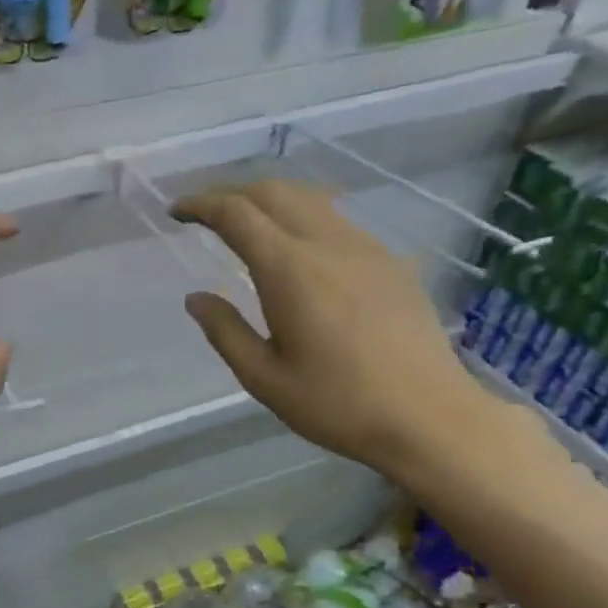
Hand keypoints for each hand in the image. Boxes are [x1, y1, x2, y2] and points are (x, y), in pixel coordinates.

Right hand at [173, 180, 535, 494]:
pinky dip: (304, 217)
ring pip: (310, 199)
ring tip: (249, 223)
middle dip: (233, 193)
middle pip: (274, 192)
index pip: (237, 214)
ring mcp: (366, 248)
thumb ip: (226, 332)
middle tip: (206, 213)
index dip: (202, 204)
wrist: (429, 416)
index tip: (178, 211)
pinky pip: (338, 221)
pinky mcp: (390, 263)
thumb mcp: (265, 379)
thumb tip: (196, 299)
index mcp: (289, 270)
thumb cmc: (338, 404)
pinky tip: (301, 249)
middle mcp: (328, 244)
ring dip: (271, 200)